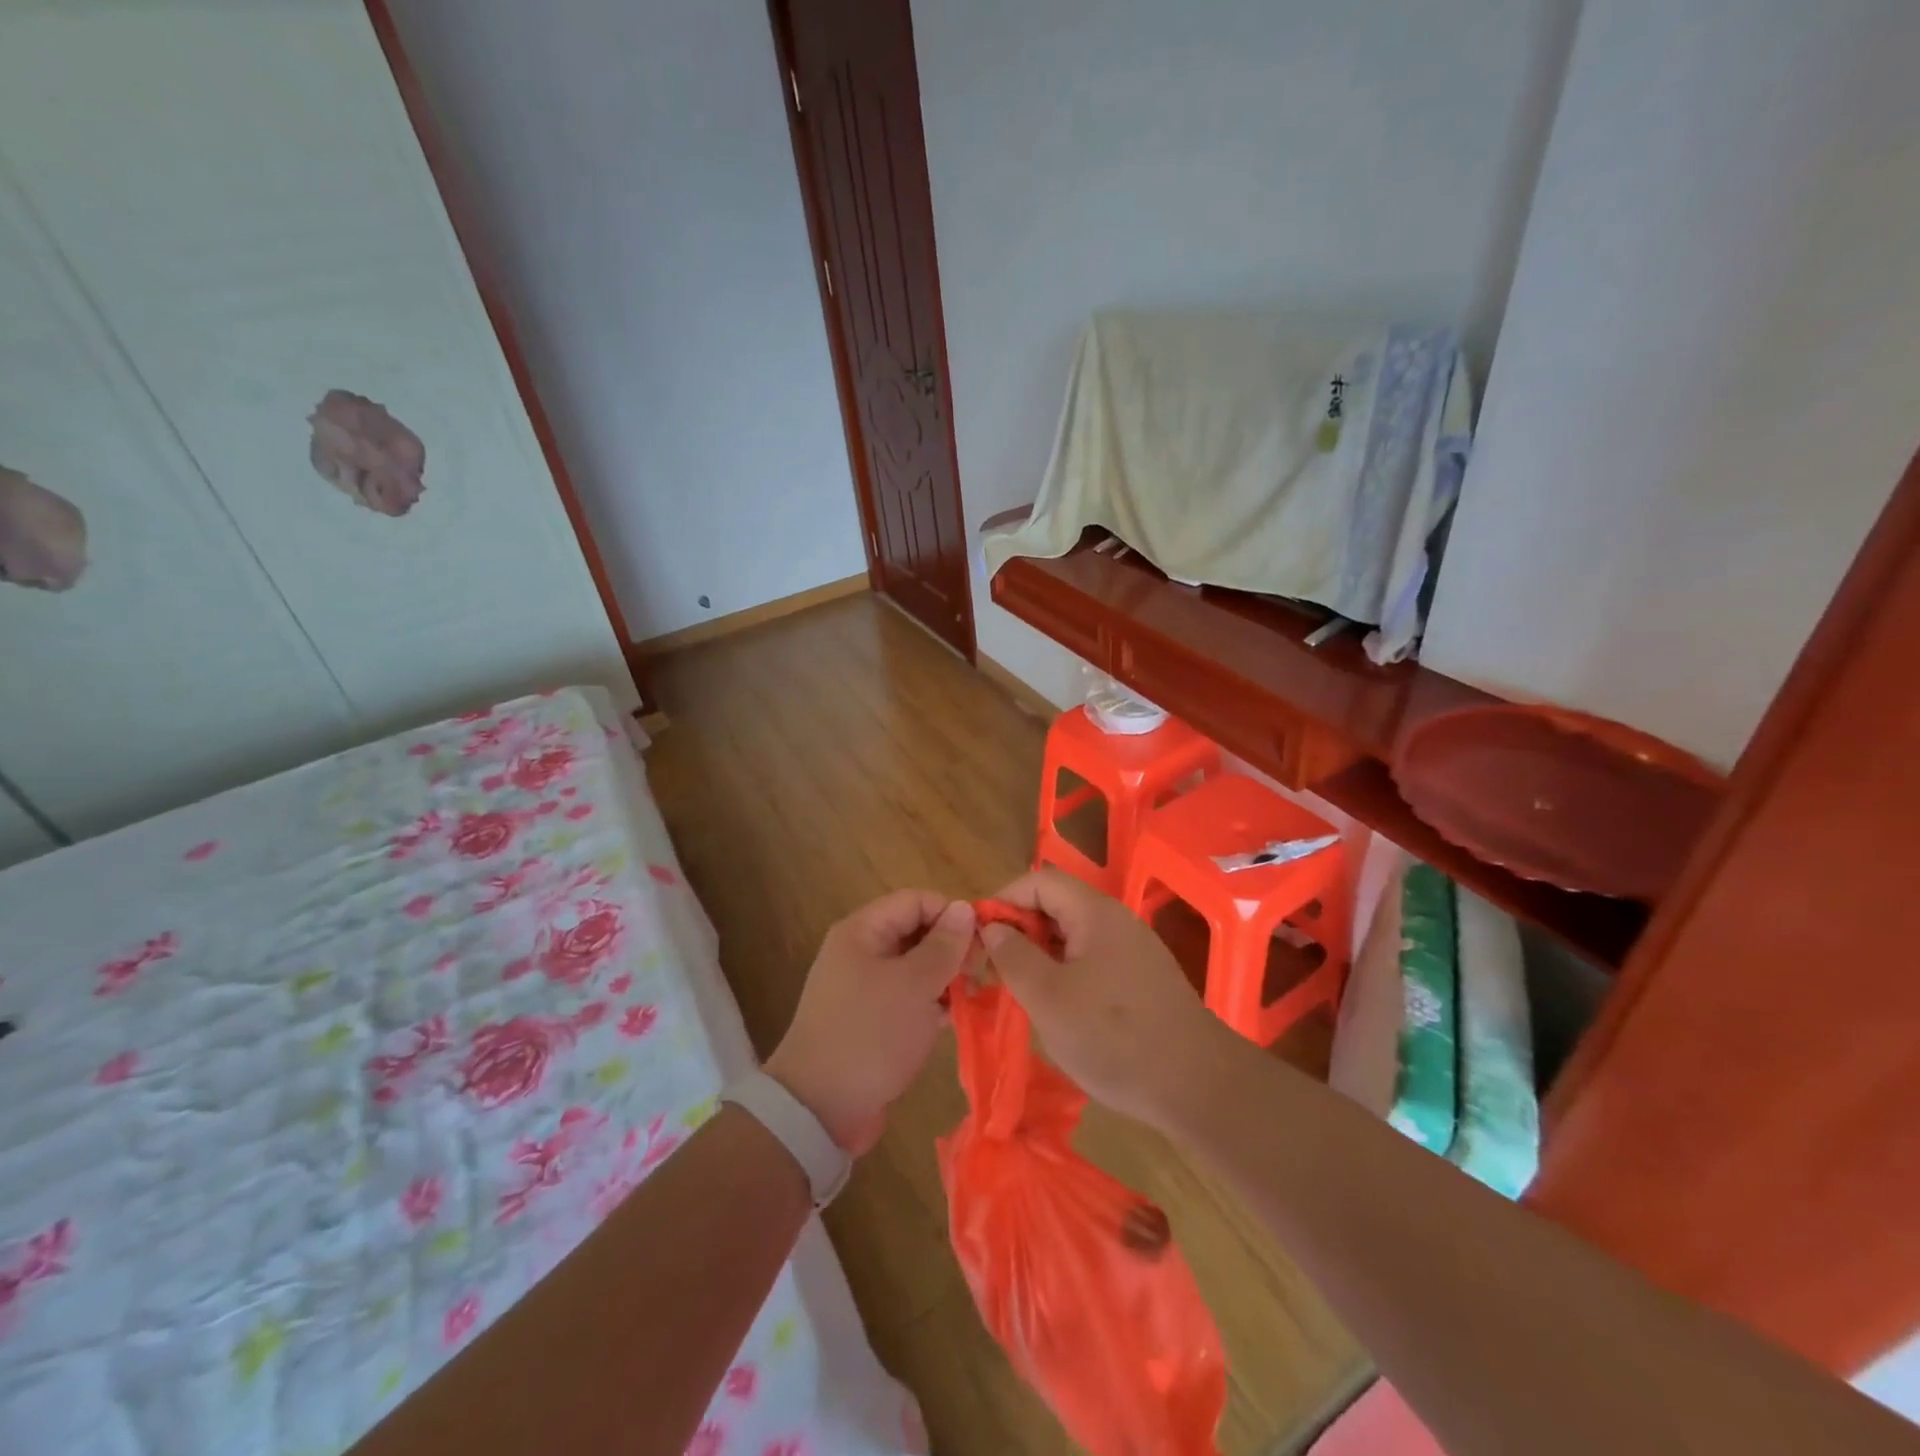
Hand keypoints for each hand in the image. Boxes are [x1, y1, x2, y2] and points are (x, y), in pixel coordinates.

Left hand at [765, 891, 975, 1153]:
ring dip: (945, 977)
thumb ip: (943, 945)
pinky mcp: (873, 1020)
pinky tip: (956, 1017)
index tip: (983, 940)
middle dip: (951, 947)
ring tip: (975, 995)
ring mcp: (865, 987)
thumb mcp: (914, 985)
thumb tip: (964, 907)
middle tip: (982, 972)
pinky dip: (932, 1002)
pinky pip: (908, 997)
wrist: (821, 1108)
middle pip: (916, 931)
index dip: (951, 913)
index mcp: (862, 931)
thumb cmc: (870, 1034)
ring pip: (915, 967)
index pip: (916, 900)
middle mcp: (861, 951)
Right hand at [978, 868, 1230, 1128]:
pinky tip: (1055, 1009)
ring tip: (1017, 992)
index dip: (1004, 901)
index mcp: (1095, 912)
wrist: (1197, 1086)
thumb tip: (993, 927)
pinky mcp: (1142, 978)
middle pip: (1056, 906)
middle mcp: (1116, 920)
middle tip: (992, 970)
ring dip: (1040, 956)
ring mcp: (1133, 949)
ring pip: (1072, 936)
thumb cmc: (1113, 1037)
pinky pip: (1092, 960)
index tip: (980, 939)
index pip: (1039, 881)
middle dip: (1019, 931)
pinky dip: (1065, 973)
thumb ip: (1014, 956)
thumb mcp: (1048, 998)